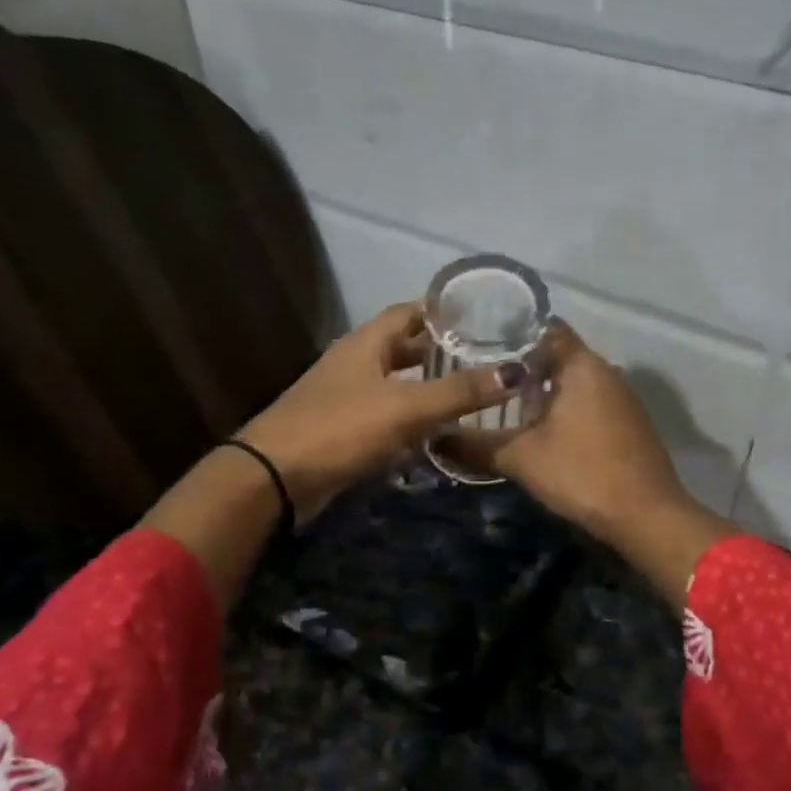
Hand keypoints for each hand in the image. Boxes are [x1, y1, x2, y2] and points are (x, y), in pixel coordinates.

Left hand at [238, 301, 525, 519]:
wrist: (275, 477)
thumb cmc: (341, 429)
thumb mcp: (406, 407)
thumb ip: (459, 391)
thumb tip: (515, 372)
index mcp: (366, 343)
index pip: (410, 313)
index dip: (443, 313)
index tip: (483, 319)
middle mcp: (355, 362)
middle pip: (403, 347)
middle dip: (441, 352)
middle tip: (485, 360)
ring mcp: (345, 396)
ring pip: (395, 383)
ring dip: (427, 387)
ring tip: (469, 394)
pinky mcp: (343, 429)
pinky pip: (385, 414)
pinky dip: (411, 417)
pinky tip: (436, 432)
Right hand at [442, 323, 735, 605]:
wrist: (646, 515)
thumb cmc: (581, 473)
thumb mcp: (520, 458)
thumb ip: (475, 446)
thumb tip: (433, 440)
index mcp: (581, 364)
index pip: (543, 328)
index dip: (509, 331)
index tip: (476, 341)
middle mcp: (605, 370)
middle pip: (557, 354)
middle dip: (521, 363)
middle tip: (480, 374)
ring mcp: (621, 397)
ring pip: (573, 380)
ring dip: (543, 388)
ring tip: (502, 401)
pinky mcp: (628, 422)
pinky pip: (588, 401)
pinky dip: (563, 406)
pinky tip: (541, 428)